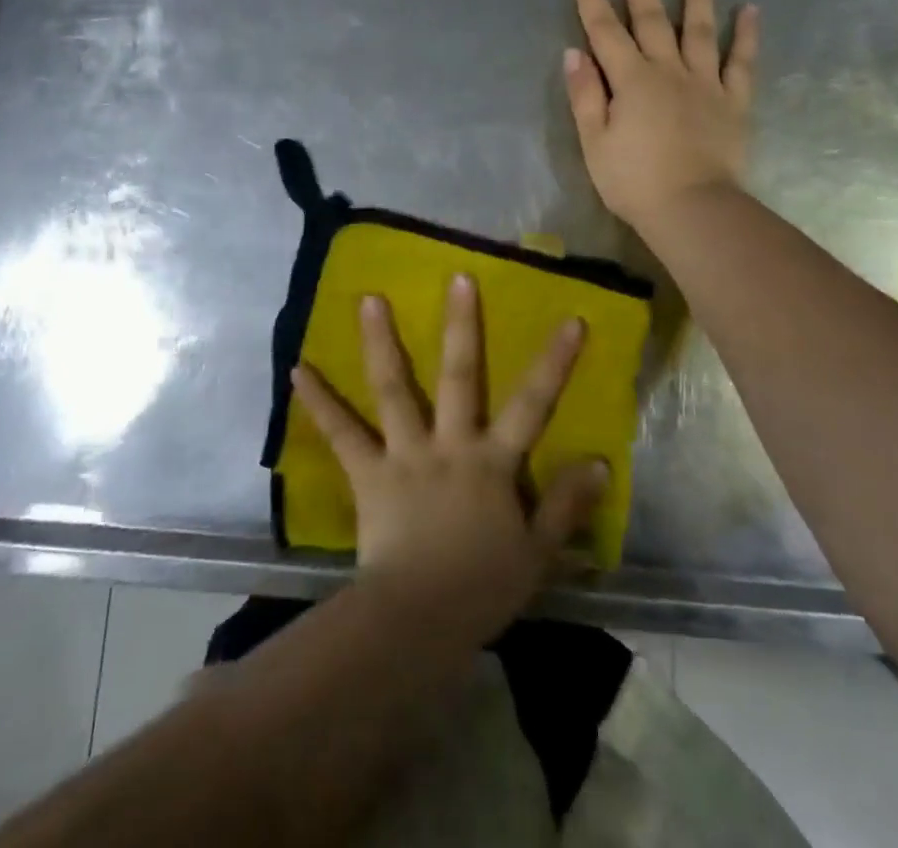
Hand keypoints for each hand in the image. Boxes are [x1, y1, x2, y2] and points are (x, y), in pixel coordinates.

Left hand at [291, 275, 608, 643]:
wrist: (416, 621)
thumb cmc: (482, 588)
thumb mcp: (537, 554)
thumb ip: (566, 505)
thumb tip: (600, 462)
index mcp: (491, 462)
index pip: (532, 404)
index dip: (553, 362)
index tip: (570, 319)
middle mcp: (448, 444)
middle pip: (459, 376)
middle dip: (461, 325)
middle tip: (457, 276)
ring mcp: (404, 454)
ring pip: (394, 389)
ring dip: (381, 342)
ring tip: (368, 298)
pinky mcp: (367, 473)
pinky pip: (341, 433)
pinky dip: (319, 401)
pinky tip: (297, 369)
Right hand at [564, 0, 757, 235]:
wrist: (693, 208)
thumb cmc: (634, 181)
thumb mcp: (594, 142)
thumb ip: (585, 95)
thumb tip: (574, 53)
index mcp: (631, 80)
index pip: (604, 30)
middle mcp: (668, 70)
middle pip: (651, 19)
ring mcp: (705, 83)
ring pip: (699, 30)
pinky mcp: (734, 101)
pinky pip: (742, 62)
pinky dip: (746, 35)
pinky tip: (750, 10)